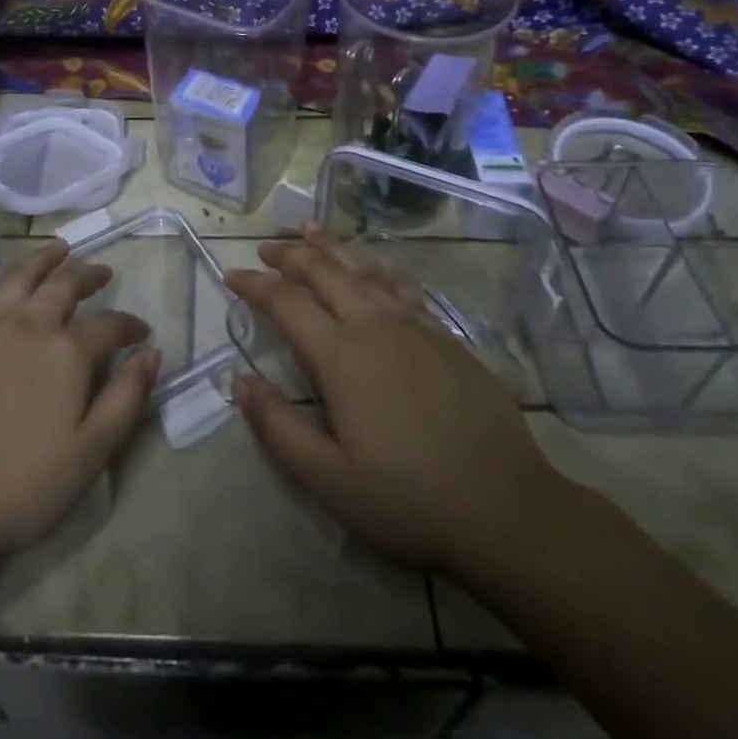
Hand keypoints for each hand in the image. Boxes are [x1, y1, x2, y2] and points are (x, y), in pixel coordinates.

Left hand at [0, 221, 159, 570]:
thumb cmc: (19, 488)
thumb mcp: (90, 455)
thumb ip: (126, 400)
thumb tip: (152, 353)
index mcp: (68, 353)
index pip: (110, 326)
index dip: (130, 327)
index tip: (141, 335)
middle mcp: (30, 325)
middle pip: (66, 287)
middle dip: (90, 277)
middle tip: (103, 274)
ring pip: (20, 277)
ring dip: (44, 258)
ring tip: (61, 247)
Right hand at [225, 226, 567, 579]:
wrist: (506, 509)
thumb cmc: (407, 500)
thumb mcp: (328, 478)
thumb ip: (277, 426)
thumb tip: (239, 380)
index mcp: (341, 356)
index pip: (286, 302)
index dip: (255, 285)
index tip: (231, 276)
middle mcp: (375, 325)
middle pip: (325, 272)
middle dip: (290, 255)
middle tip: (266, 249)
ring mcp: (416, 326)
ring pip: (365, 269)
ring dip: (332, 247)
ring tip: (310, 229)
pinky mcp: (447, 337)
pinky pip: (401, 286)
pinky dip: (376, 267)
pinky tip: (374, 267)